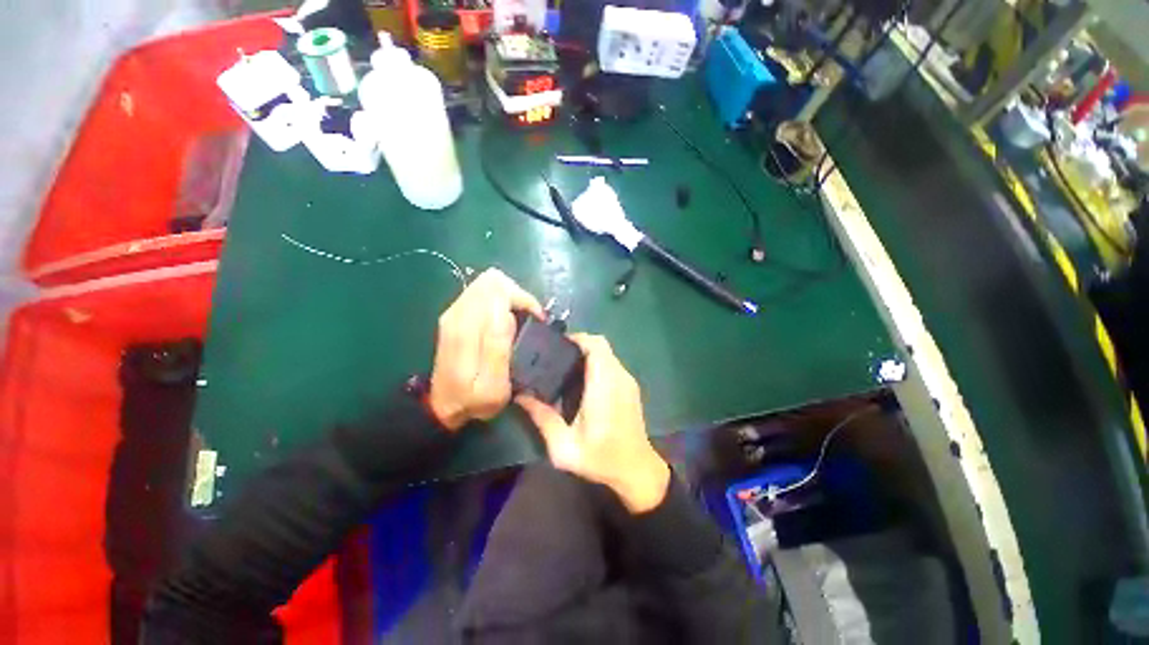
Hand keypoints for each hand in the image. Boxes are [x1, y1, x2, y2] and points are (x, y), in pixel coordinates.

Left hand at [429, 268, 543, 430]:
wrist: (443, 407)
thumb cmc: (473, 401)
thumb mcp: (493, 386)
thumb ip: (498, 347)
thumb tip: (507, 313)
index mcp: (467, 327)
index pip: (498, 289)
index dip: (523, 300)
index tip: (536, 320)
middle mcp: (458, 312)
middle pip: (493, 281)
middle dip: (518, 296)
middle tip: (530, 319)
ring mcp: (455, 311)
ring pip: (489, 284)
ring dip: (510, 298)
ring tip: (521, 321)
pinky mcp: (456, 314)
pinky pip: (483, 294)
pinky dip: (501, 302)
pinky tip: (507, 322)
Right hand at [516, 334, 670, 512]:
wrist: (637, 471)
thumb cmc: (601, 459)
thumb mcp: (564, 446)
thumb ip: (542, 418)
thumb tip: (520, 396)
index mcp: (604, 386)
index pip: (596, 345)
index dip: (577, 338)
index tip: (556, 345)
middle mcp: (619, 377)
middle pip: (601, 344)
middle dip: (579, 344)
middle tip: (557, 357)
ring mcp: (628, 381)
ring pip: (607, 353)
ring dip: (588, 353)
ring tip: (565, 367)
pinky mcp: (631, 387)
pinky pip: (612, 364)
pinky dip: (597, 363)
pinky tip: (583, 381)